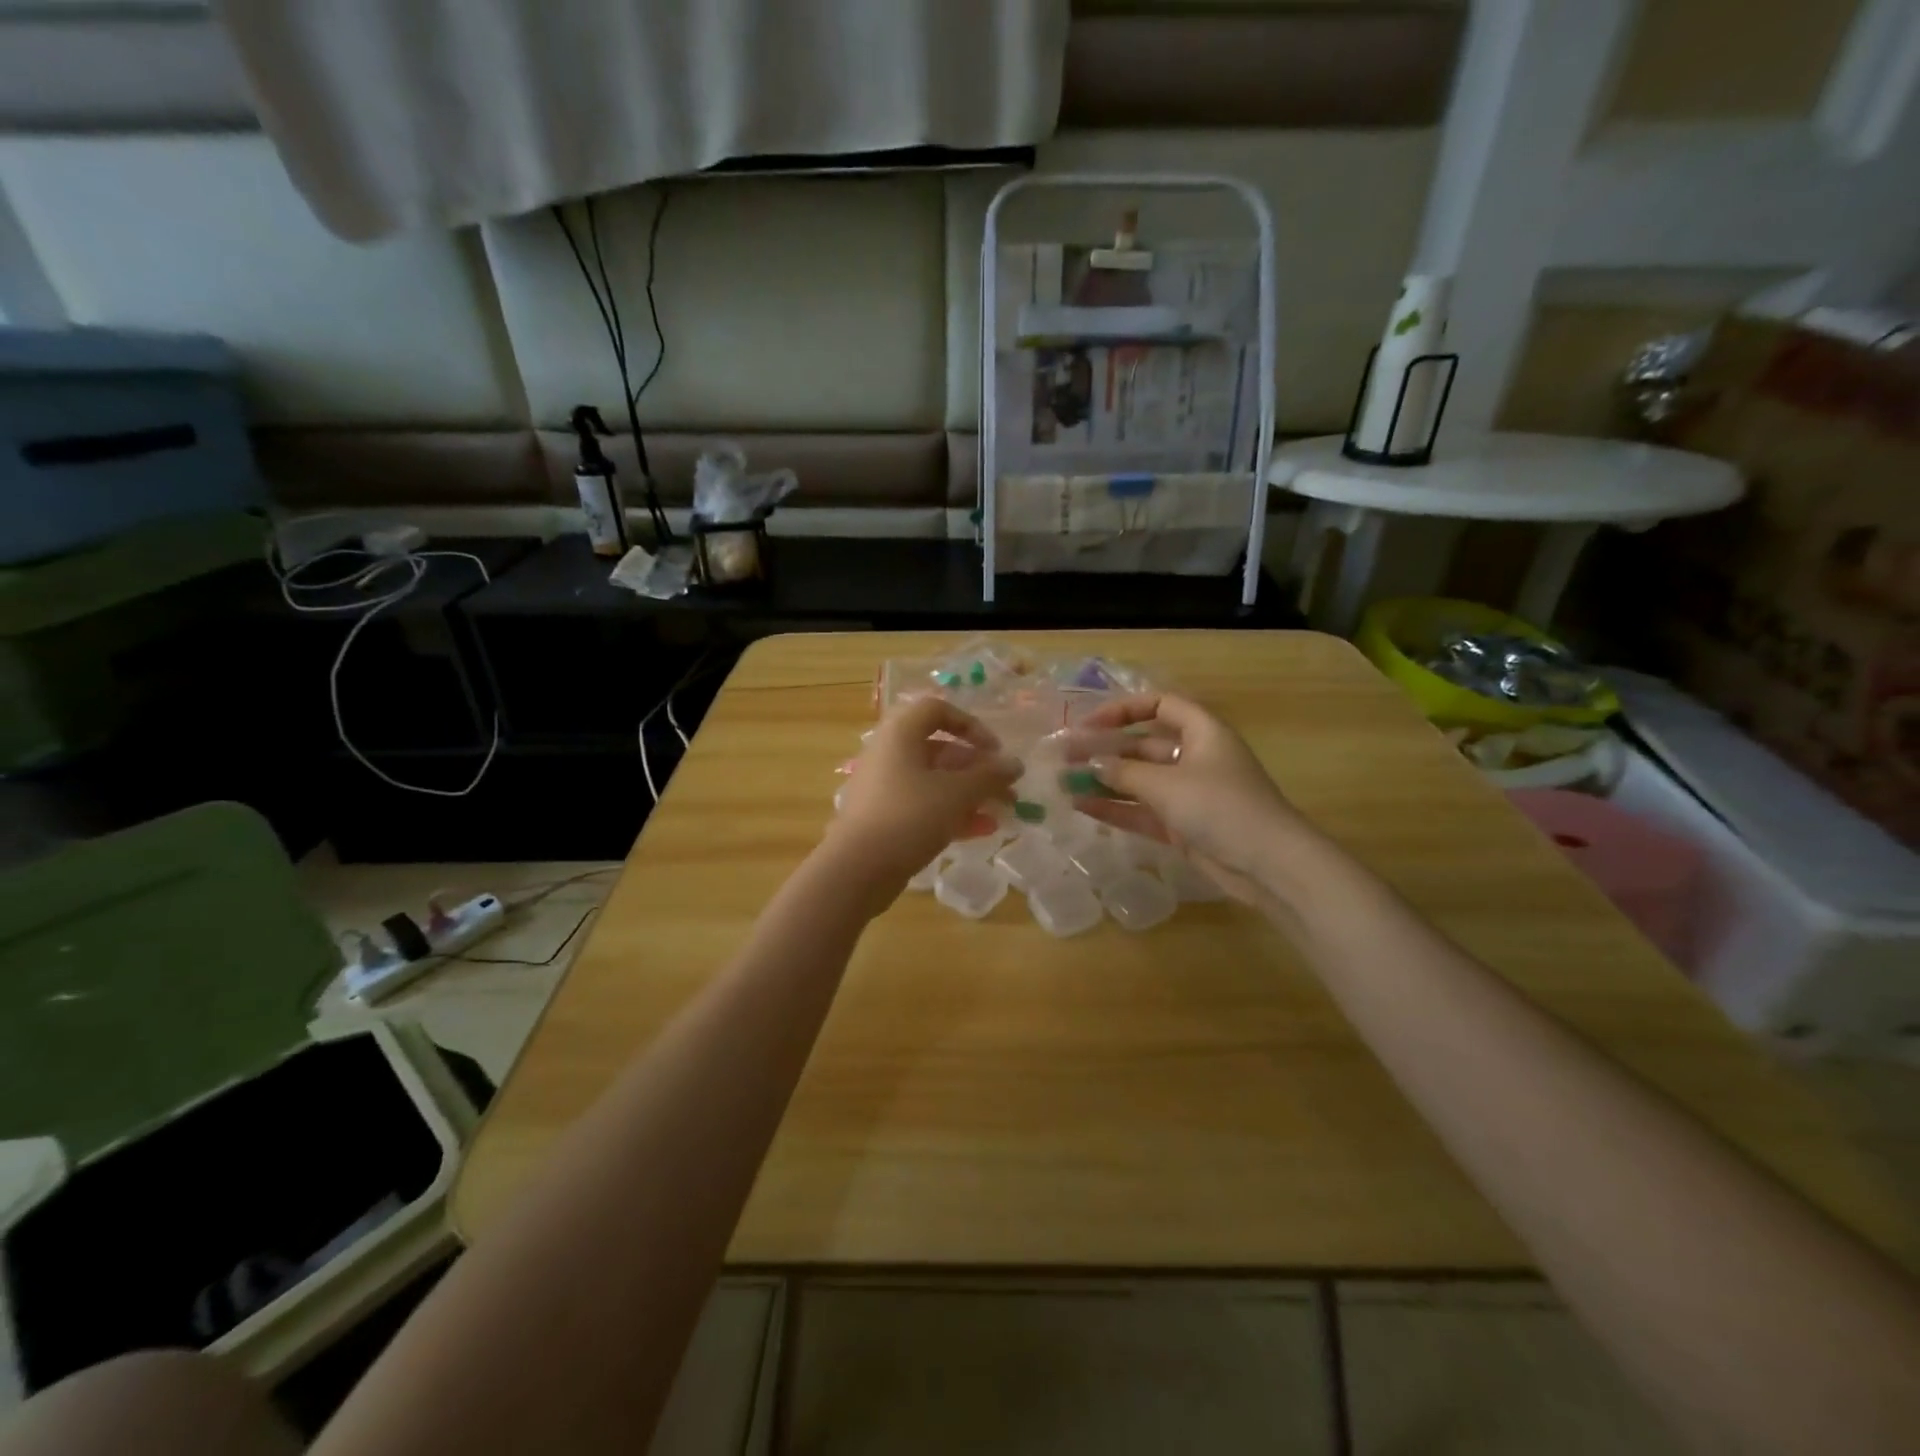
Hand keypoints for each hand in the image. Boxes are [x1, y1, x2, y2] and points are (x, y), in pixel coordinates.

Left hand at [826, 697, 1020, 899]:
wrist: (857, 869)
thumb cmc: (909, 816)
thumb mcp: (956, 794)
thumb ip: (989, 776)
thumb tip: (1015, 764)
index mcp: (900, 734)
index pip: (938, 710)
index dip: (971, 725)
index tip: (995, 750)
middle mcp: (890, 754)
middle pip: (940, 749)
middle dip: (978, 768)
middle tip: (1008, 788)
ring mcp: (885, 787)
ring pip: (935, 780)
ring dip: (971, 793)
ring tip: (1004, 811)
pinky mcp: (885, 817)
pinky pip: (924, 805)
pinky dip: (952, 812)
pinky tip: (982, 830)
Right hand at [1064, 693, 1309, 905]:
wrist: (1268, 865)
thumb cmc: (1220, 807)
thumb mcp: (1168, 784)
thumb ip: (1125, 773)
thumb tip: (1092, 764)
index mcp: (1202, 732)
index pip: (1160, 705)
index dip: (1124, 710)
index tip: (1089, 724)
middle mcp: (1195, 757)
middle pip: (1143, 746)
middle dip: (1105, 750)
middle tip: (1066, 756)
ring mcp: (1188, 794)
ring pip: (1139, 780)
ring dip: (1105, 781)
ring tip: (1065, 783)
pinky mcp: (1182, 826)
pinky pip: (1143, 810)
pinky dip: (1116, 808)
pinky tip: (1083, 807)